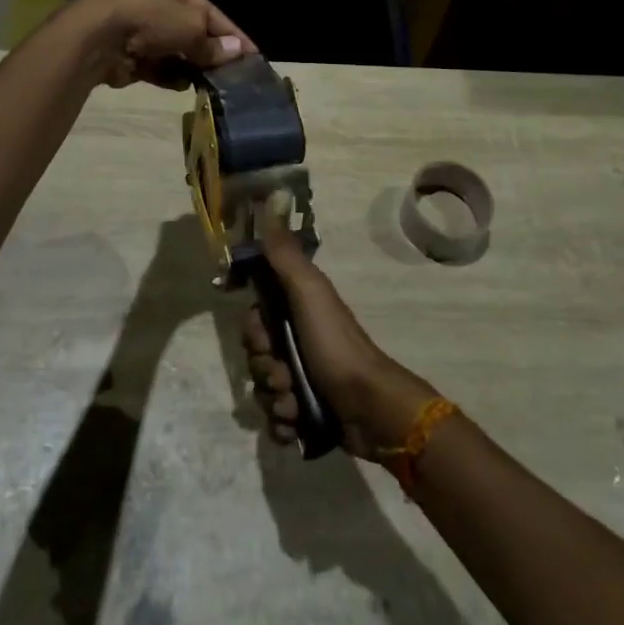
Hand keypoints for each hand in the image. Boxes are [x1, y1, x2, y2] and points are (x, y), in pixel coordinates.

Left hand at [86, 0, 251, 88]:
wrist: (98, 38)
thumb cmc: (151, 18)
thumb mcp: (191, 26)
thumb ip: (212, 43)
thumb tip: (236, 52)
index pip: (207, 8)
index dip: (231, 31)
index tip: (252, 52)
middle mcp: (151, 5)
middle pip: (189, 30)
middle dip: (209, 50)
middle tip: (232, 71)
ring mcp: (136, 32)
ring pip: (172, 51)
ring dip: (190, 65)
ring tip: (212, 82)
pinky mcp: (125, 57)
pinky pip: (155, 68)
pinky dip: (169, 76)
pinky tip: (184, 86)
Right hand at [243, 210, 437, 460]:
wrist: (370, 407)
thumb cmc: (335, 344)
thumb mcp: (309, 292)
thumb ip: (285, 255)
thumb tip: (272, 201)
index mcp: (298, 310)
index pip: (256, 315)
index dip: (253, 328)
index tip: (262, 337)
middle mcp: (299, 341)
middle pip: (256, 355)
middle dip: (263, 368)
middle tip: (283, 373)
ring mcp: (303, 378)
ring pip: (264, 388)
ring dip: (274, 398)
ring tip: (295, 403)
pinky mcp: (307, 413)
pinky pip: (276, 418)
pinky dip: (284, 423)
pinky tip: (297, 423)